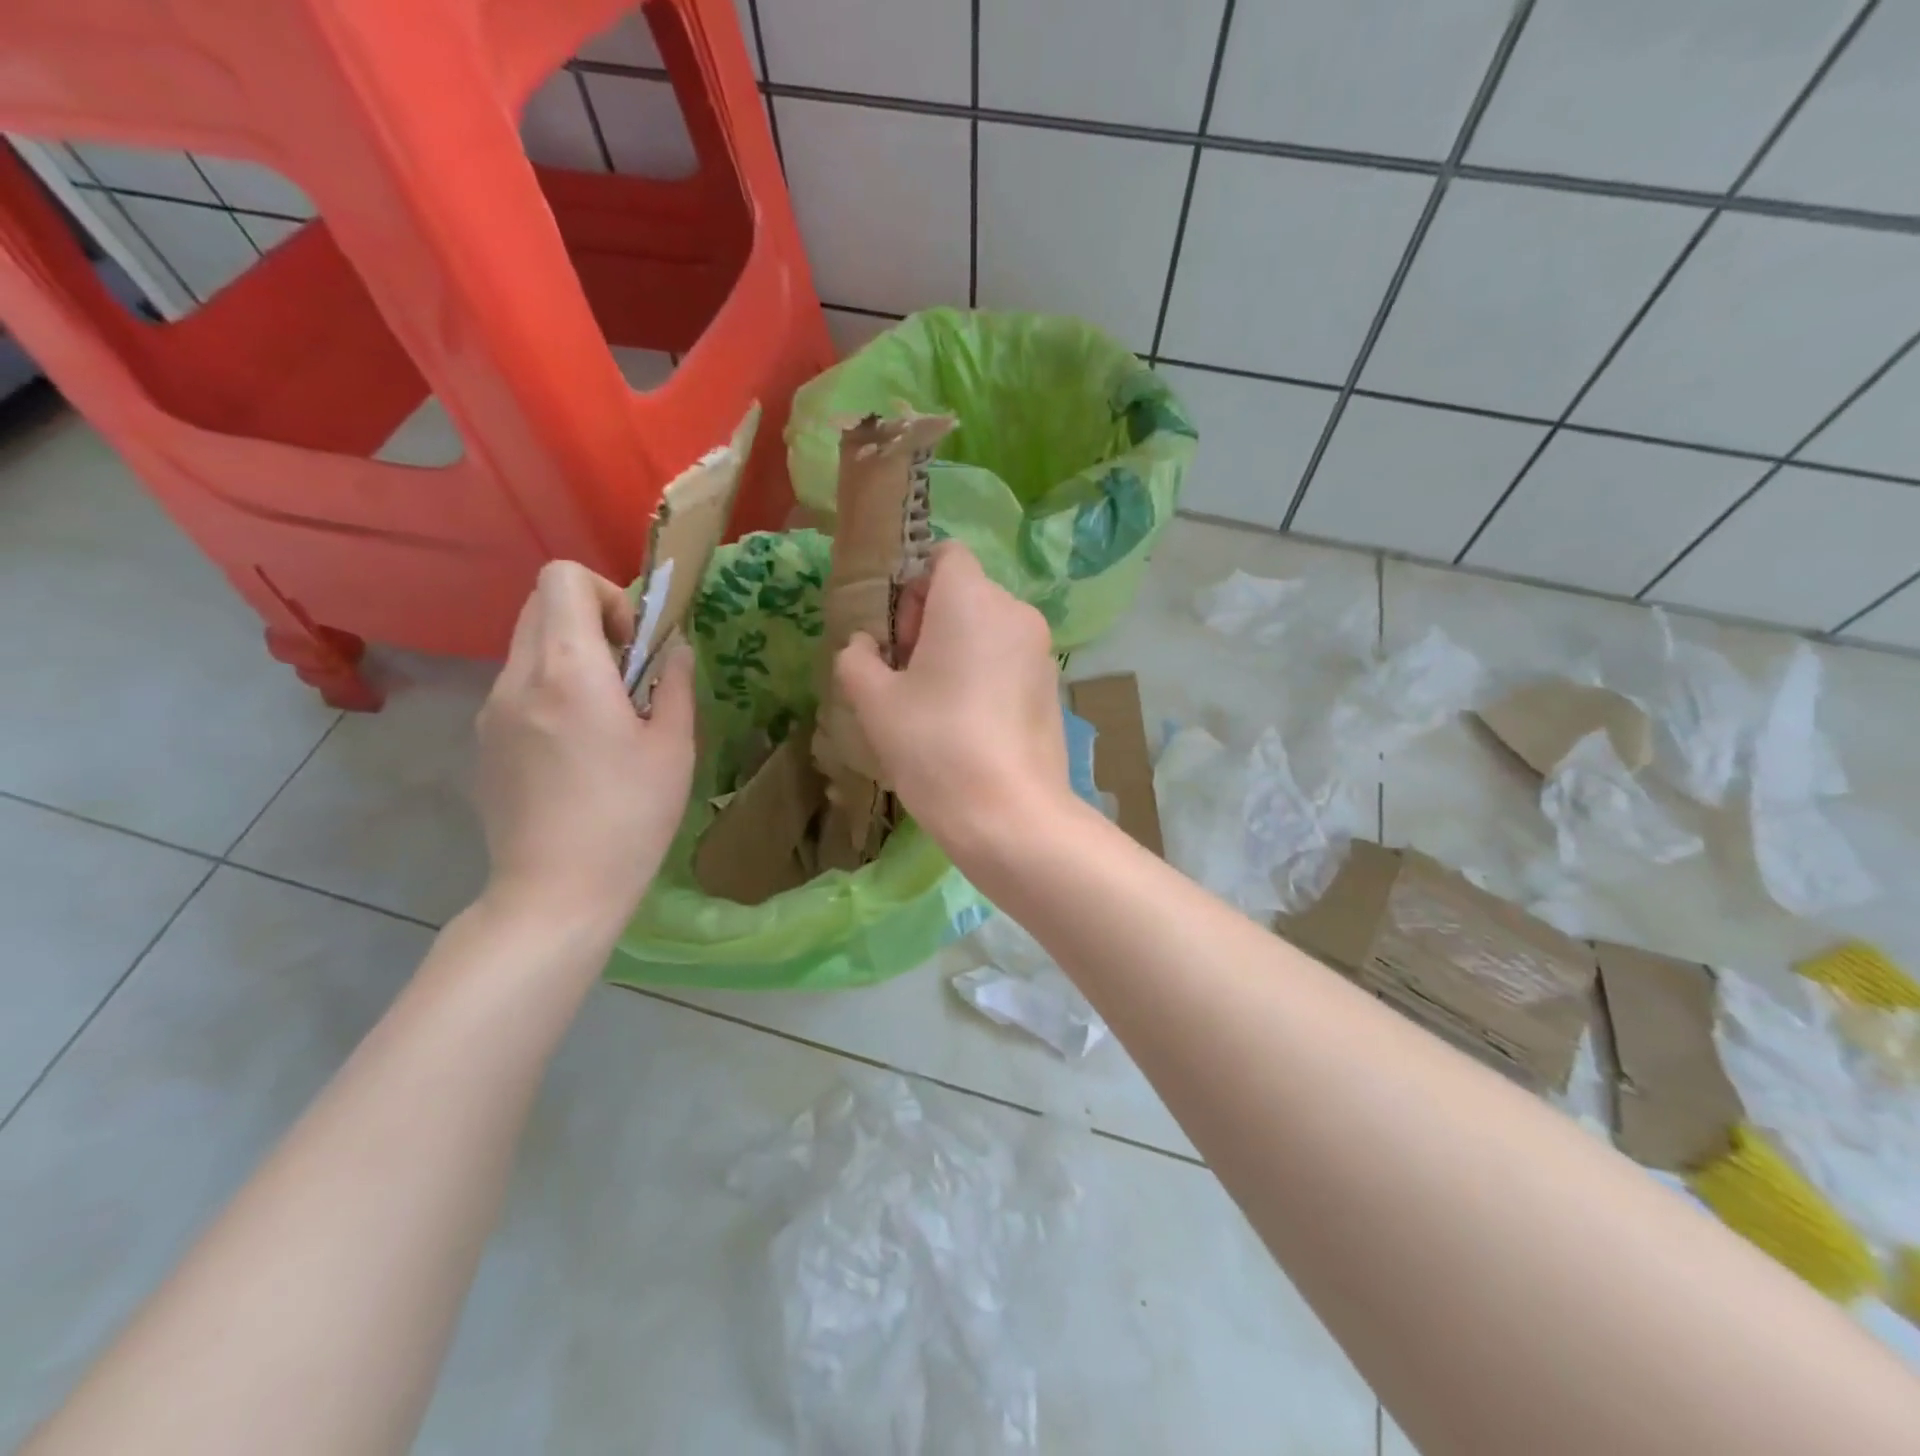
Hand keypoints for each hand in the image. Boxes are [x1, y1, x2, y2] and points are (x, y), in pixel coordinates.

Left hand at [474, 562, 694, 935]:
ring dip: (571, 656)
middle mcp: (518, 678)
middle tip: (627, 672)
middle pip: (540, 604)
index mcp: (569, 671)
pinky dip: (550, 689)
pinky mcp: (483, 741)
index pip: (562, 578)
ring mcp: (491, 710)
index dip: (607, 594)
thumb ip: (675, 684)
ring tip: (606, 715)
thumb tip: (675, 648)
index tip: (635, 642)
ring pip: (528, 646)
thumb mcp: (674, 749)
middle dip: (591, 619)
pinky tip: (577, 749)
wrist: (556, 892)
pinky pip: (518, 687)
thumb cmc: (630, 817)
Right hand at [833, 542, 1073, 861]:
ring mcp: (1041, 652)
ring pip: (988, 630)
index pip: (944, 555)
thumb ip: (857, 660)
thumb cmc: (935, 746)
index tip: (898, 636)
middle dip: (929, 621)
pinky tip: (967, 725)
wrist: (1010, 815)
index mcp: (972, 599)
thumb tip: (865, 647)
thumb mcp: (875, 702)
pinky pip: (1008, 661)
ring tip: (934, 706)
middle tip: (907, 676)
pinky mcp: (1053, 688)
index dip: (913, 586)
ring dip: (956, 651)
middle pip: (966, 593)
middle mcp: (1016, 612)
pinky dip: (984, 675)